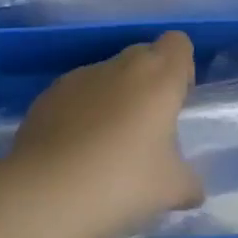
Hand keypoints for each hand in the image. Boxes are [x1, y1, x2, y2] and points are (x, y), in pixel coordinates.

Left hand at [6, 31, 201, 237]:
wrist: (44, 194)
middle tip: (147, 127)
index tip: (177, 101)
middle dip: (148, 82)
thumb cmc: (121, 182)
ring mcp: (80, 77)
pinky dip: (81, 113)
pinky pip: (76, 95)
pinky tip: (75, 152)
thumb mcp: (171, 190)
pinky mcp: (47, 96)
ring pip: (107, 75)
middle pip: (143, 55)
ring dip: (114, 98)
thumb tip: (193, 190)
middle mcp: (120, 66)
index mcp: (158, 77)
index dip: (182, 67)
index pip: (178, 44)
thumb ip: (189, 183)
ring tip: (106, 145)